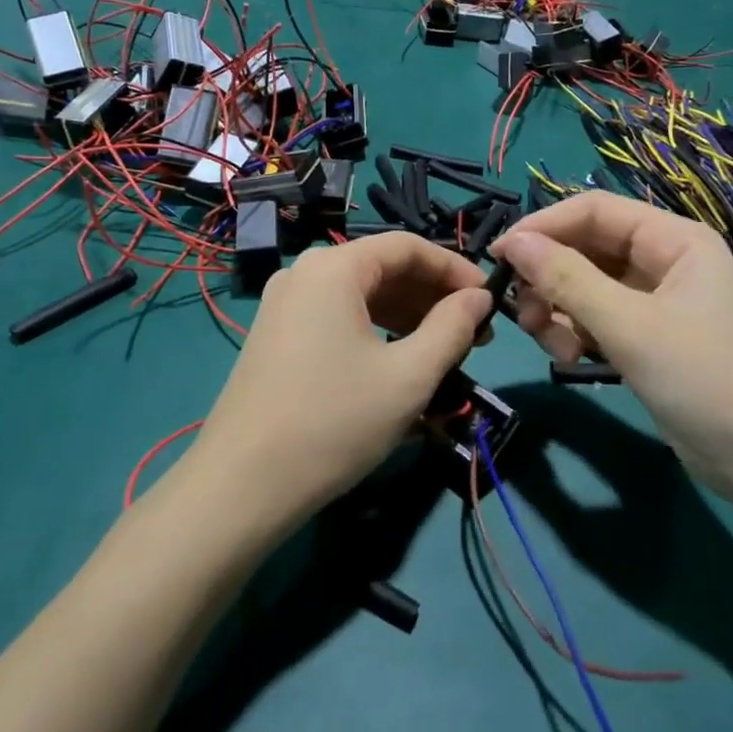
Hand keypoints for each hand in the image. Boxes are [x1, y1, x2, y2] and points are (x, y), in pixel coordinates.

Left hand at [190, 232, 492, 524]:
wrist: (243, 484)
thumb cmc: (335, 422)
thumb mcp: (408, 376)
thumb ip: (452, 328)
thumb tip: (480, 297)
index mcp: (333, 268)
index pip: (408, 247)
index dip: (455, 270)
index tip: (489, 301)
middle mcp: (304, 273)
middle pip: (382, 268)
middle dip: (432, 298)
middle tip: (474, 336)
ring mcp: (284, 305)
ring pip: (360, 296)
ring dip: (407, 317)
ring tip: (443, 353)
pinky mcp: (276, 336)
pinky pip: (337, 318)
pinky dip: (375, 332)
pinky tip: (398, 364)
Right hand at [492, 192, 732, 510]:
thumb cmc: (708, 381)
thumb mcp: (632, 327)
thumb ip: (568, 280)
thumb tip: (513, 240)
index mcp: (674, 240)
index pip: (593, 211)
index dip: (543, 226)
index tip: (499, 257)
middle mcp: (665, 261)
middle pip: (587, 248)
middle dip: (549, 276)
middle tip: (522, 314)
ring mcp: (658, 302)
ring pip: (587, 285)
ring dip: (559, 308)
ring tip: (552, 343)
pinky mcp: (650, 338)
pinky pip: (598, 317)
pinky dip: (577, 331)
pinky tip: (573, 357)